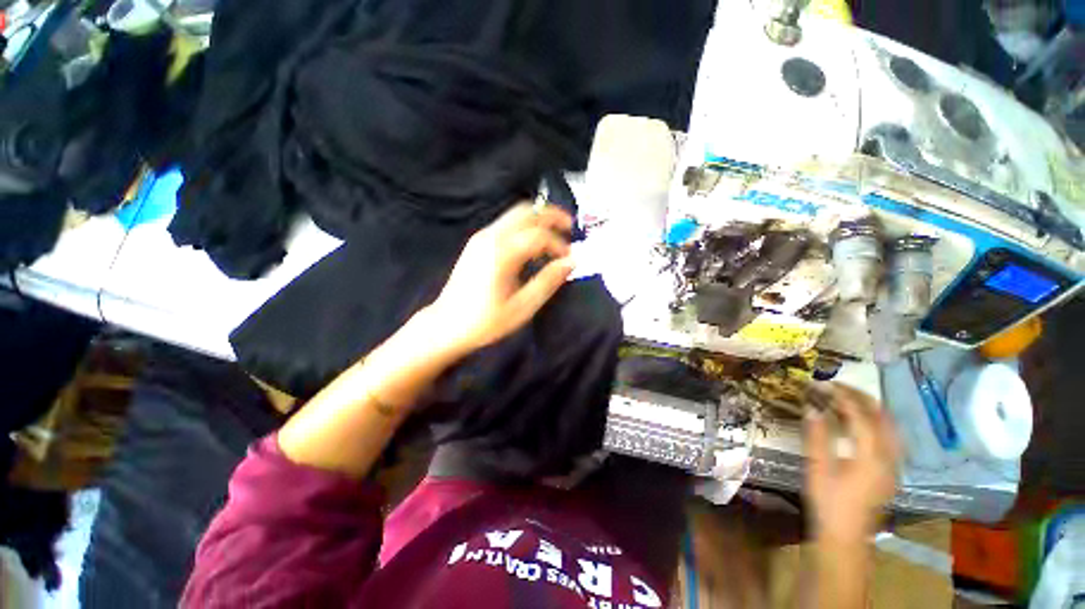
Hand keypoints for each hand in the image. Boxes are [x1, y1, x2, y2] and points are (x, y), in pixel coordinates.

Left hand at [427, 203, 574, 355]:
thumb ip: (548, 281)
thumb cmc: (486, 321)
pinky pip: (506, 223)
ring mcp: (481, 237)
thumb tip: (571, 262)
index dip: (559, 244)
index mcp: (502, 253)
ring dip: (538, 219)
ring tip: (555, 234)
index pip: (539, 235)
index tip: (570, 259)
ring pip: (515, 213)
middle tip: (570, 227)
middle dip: (552, 215)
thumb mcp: (522, 307)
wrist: (446, 325)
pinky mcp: (477, 242)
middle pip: (527, 211)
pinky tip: (533, 243)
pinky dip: (525, 225)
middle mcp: (491, 237)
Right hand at [804, 384, 899, 542]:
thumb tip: (811, 407)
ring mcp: (893, 466)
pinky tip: (860, 422)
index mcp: (871, 457)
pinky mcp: (890, 472)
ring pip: (890, 427)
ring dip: (871, 408)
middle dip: (861, 397)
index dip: (842, 397)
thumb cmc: (828, 502)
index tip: (823, 384)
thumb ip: (817, 436)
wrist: (845, 537)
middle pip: (882, 418)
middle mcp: (889, 458)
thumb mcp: (818, 468)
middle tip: (837, 385)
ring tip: (848, 398)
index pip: (860, 416)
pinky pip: (888, 438)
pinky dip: (875, 422)